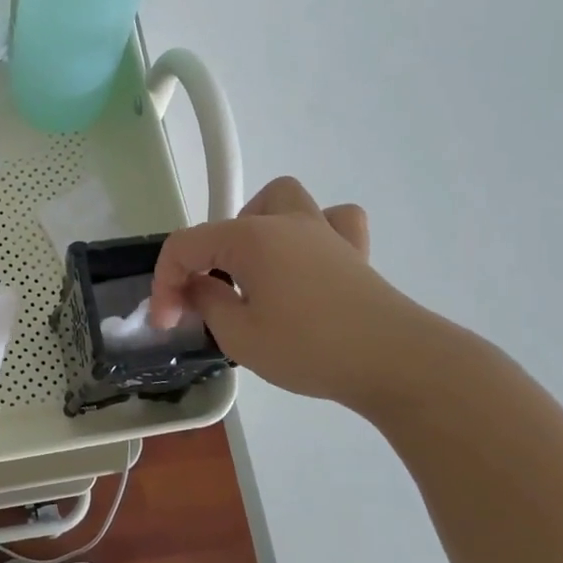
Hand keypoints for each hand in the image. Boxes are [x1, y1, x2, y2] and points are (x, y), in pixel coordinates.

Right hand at [149, 176, 435, 412]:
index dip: (165, 282)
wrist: (397, 362)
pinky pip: (332, 222)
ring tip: (254, 268)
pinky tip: (308, 261)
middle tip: (212, 296)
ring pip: (282, 200)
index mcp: (250, 238)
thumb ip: (207, 303)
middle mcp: (285, 222)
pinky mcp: (356, 252)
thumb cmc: (310, 348)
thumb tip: (200, 286)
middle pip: (230, 220)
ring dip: (258, 227)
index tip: (165, 322)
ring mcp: (325, 232)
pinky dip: (313, 234)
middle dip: (208, 255)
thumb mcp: (239, 336)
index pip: (186, 246)